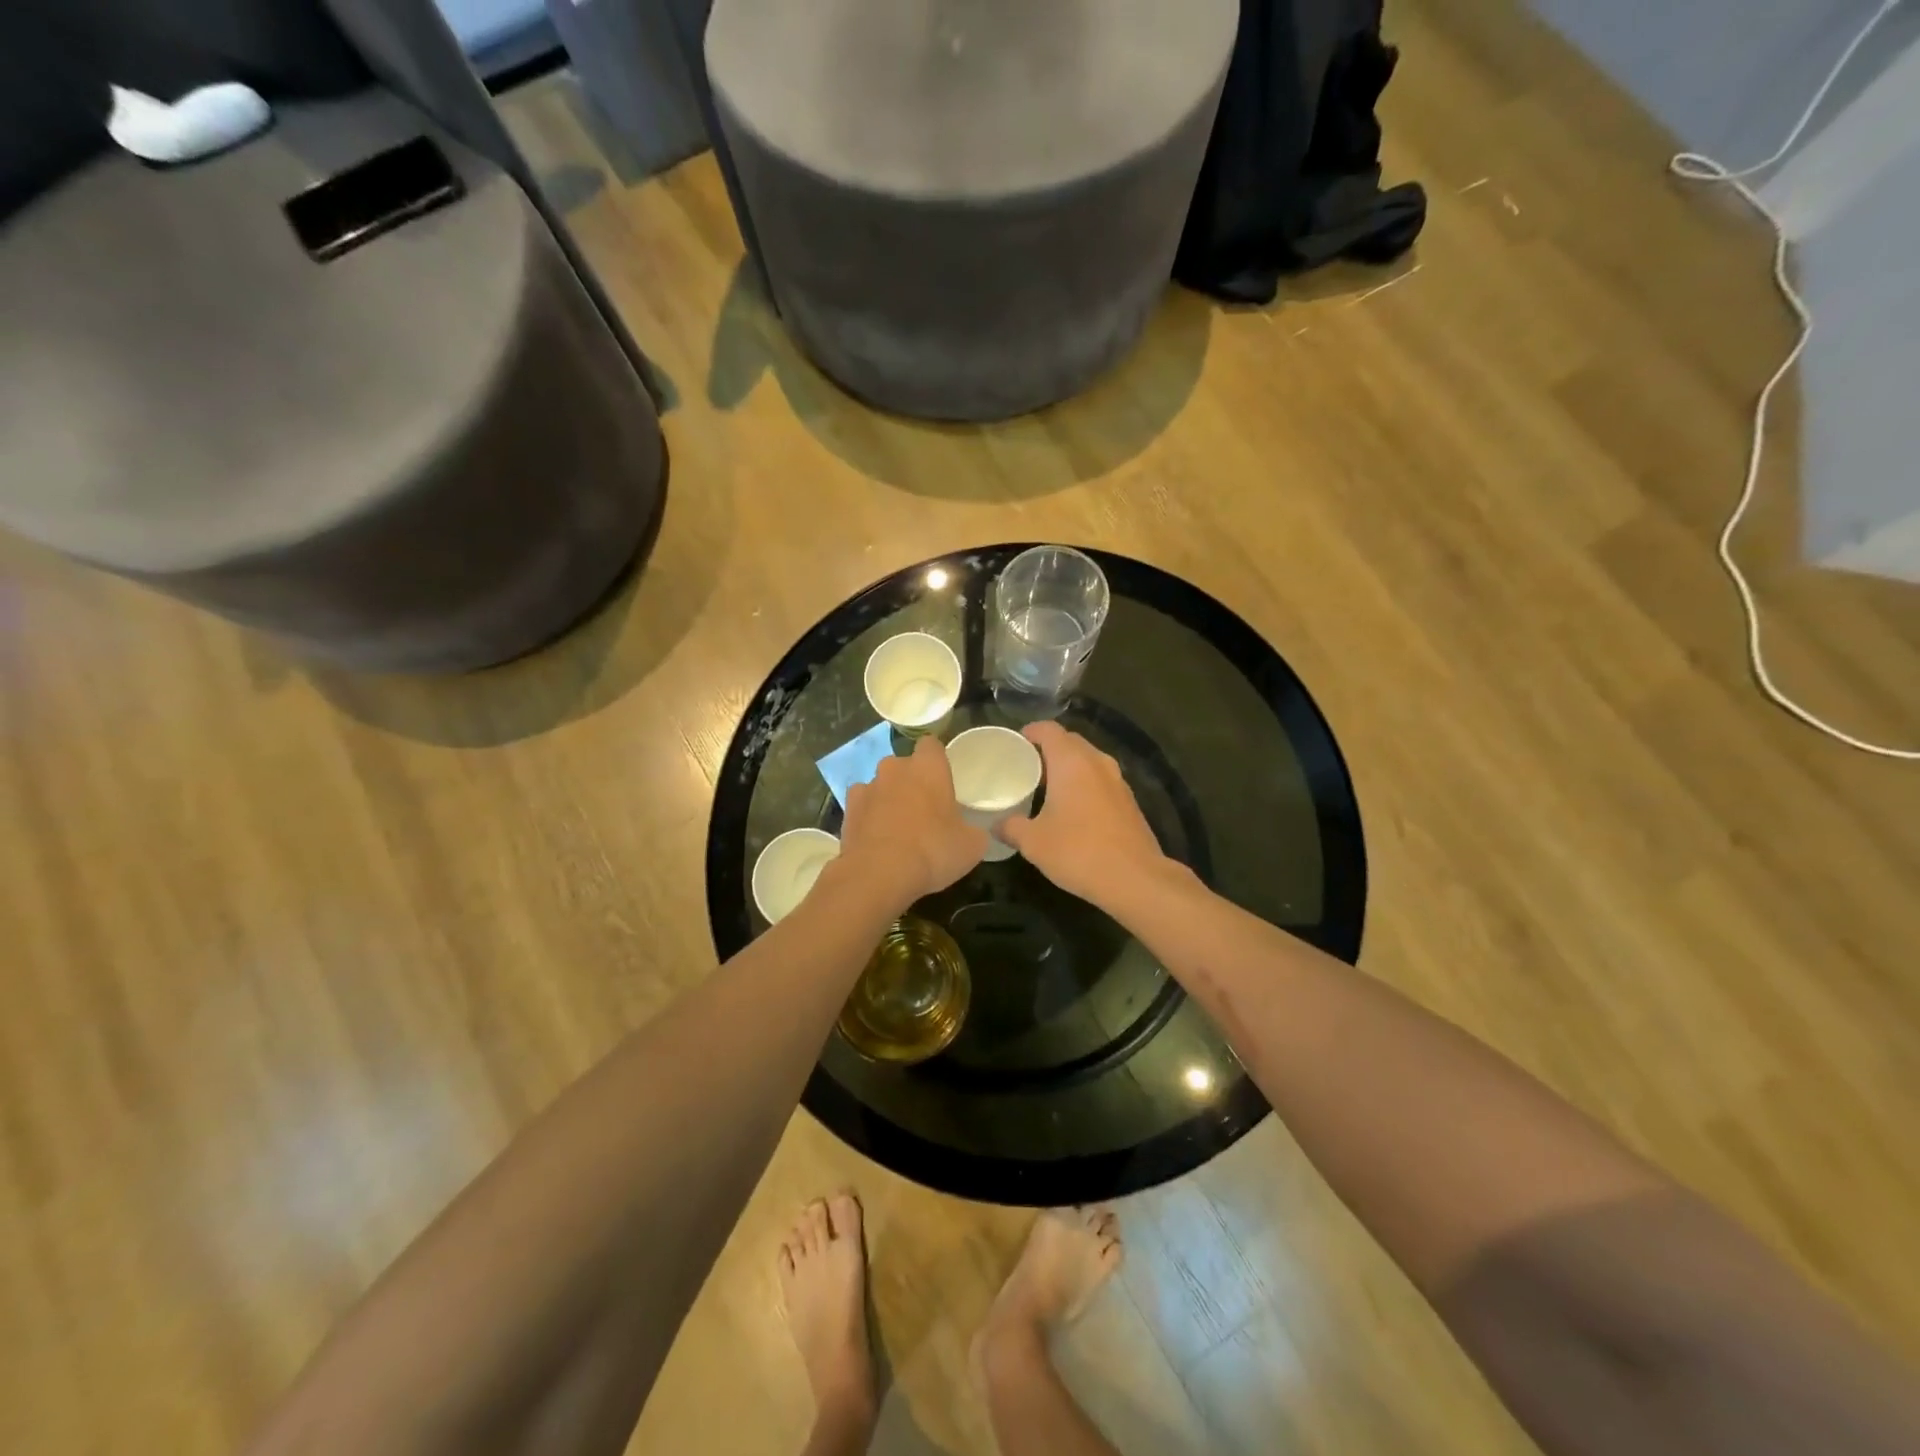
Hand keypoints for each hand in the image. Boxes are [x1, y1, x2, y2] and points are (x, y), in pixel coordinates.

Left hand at [838, 736, 989, 907]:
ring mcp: (867, 786)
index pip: (931, 745)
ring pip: (882, 785)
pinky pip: (863, 805)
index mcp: (928, 767)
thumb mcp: (972, 845)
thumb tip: (973, 832)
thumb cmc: (933, 850)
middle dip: (912, 781)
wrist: (879, 874)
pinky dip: (869, 816)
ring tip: (898, 828)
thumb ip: (973, 830)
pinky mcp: (848, 809)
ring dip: (889, 798)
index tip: (942, 781)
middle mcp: (895, 768)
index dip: (937, 761)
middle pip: (905, 766)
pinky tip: (876, 838)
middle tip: (925, 810)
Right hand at [998, 722, 1169, 909]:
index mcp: (1071, 762)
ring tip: (1046, 788)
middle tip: (1026, 768)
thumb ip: (1011, 827)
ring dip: (1068, 767)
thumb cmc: (1078, 851)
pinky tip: (1072, 810)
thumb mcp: (1033, 842)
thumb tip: (996, 825)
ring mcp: (1117, 781)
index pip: (1049, 730)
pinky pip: (1100, 780)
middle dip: (1048, 749)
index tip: (1015, 745)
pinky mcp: (1128, 801)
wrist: (1135, 878)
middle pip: (1070, 741)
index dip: (1030, 732)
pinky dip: (1084, 784)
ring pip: (1088, 761)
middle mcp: (1097, 762)